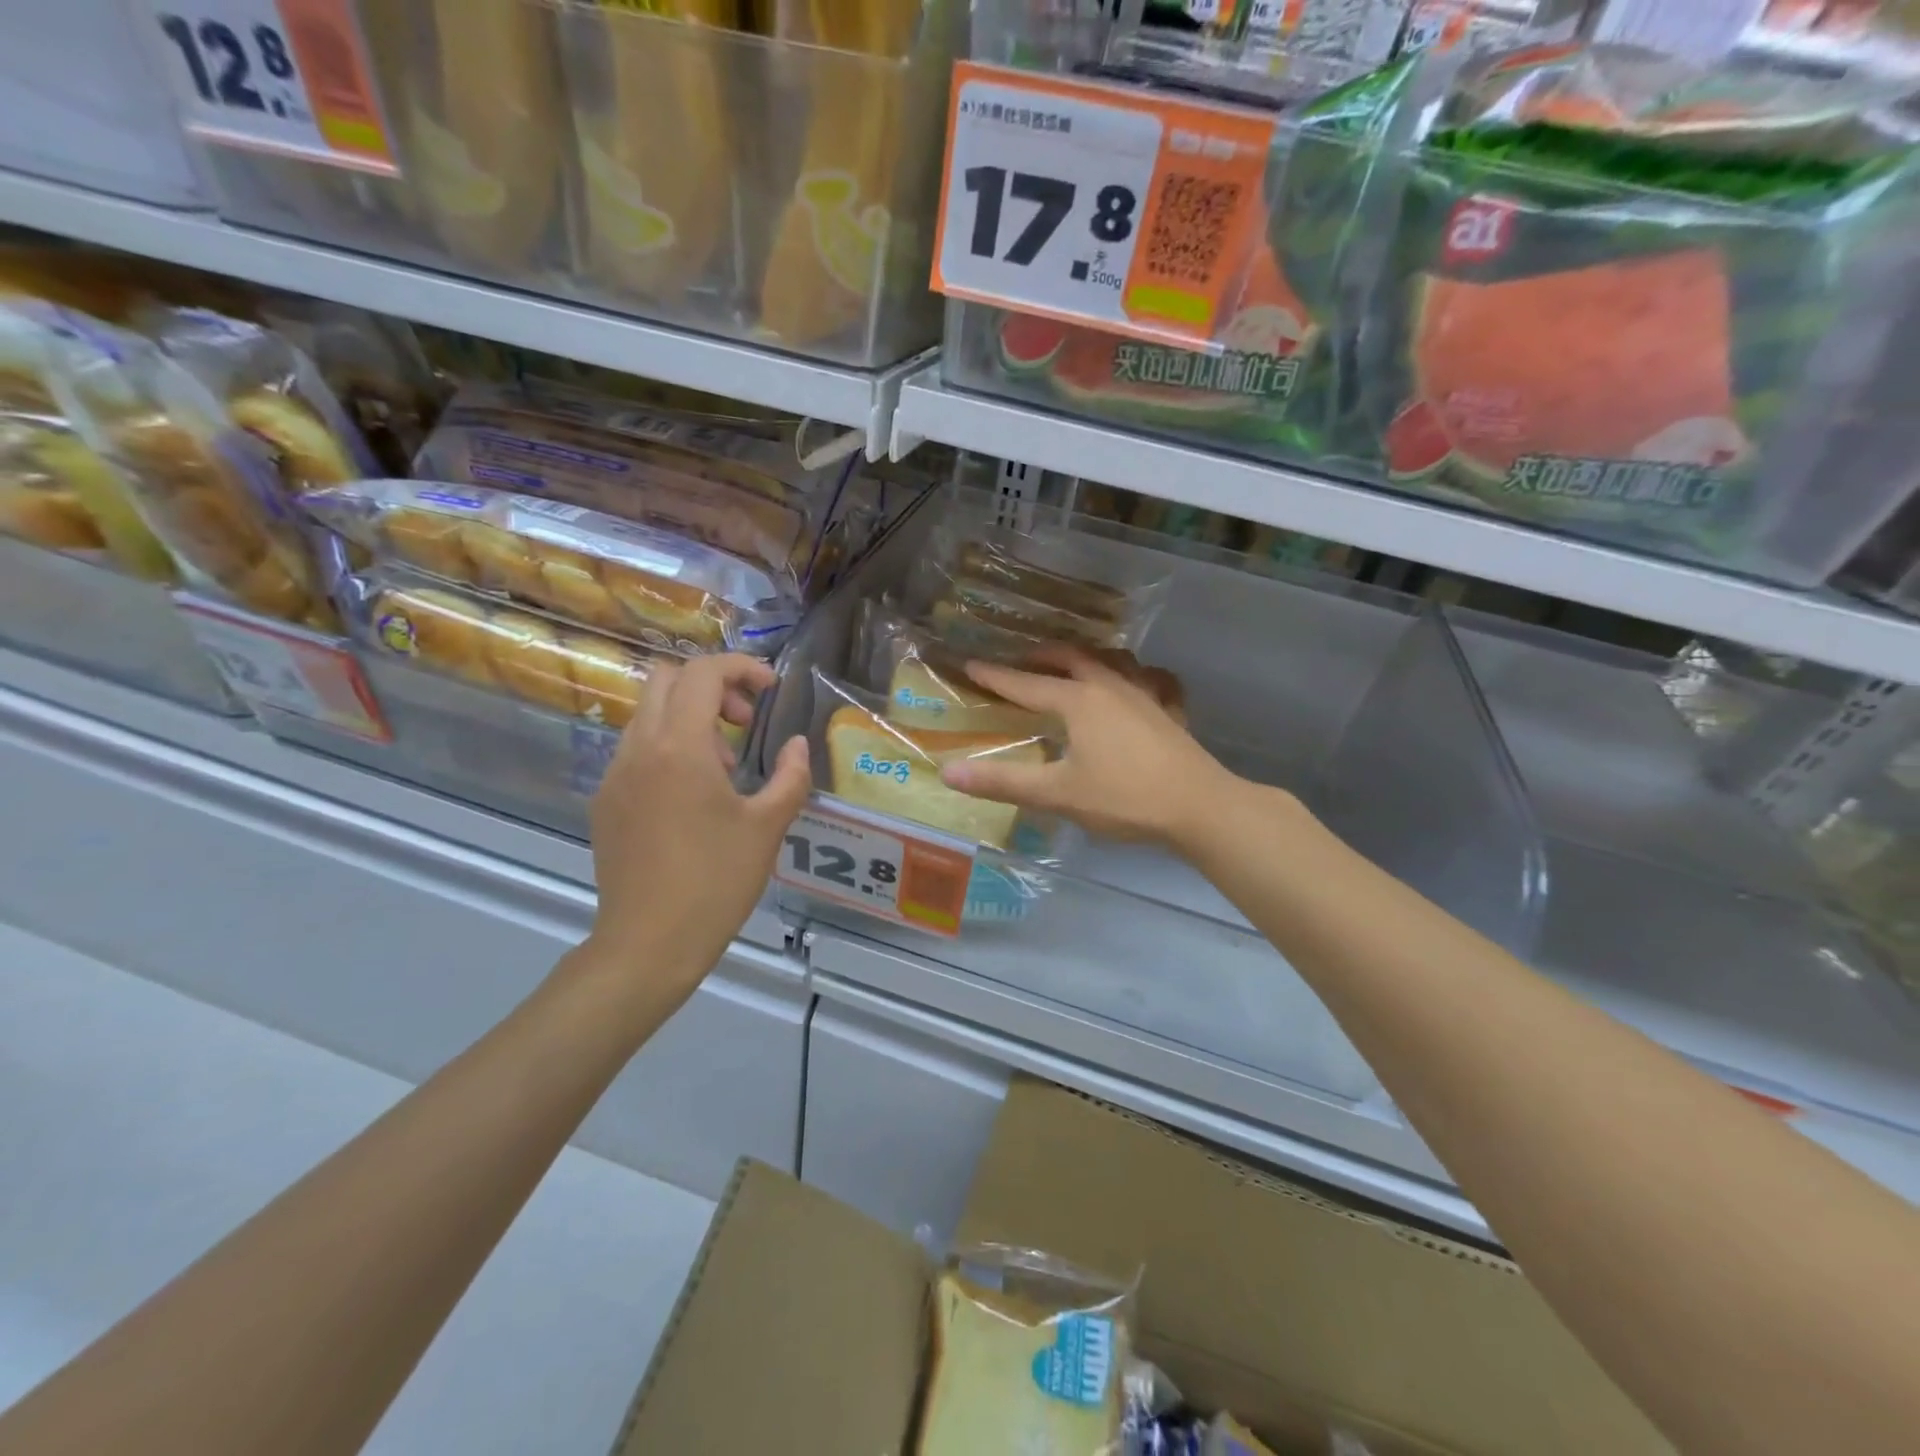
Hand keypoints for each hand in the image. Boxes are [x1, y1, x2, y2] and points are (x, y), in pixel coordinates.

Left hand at [583, 654, 810, 1010]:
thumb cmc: (716, 881)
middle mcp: (640, 748)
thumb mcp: (768, 827)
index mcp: (680, 746)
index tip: (770, 689)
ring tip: (724, 768)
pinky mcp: (605, 801)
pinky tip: (692, 798)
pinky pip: (636, 750)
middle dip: (712, 685)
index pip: (703, 673)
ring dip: (689, 718)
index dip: (741, 667)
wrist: (648, 943)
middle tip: (744, 722)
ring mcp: (615, 774)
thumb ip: (790, 776)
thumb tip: (796, 745)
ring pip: (647, 713)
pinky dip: (668, 748)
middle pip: (665, 679)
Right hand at [938, 644, 1237, 849]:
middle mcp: (1111, 686)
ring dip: (1088, 656)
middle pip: (1071, 658)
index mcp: (1079, 700)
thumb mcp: (1057, 794)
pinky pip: (1153, 680)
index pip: (1026, 684)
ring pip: (1114, 660)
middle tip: (1021, 660)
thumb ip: (1003, 782)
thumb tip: (948, 773)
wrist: (1199, 807)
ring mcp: (1146, 694)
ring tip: (1076, 664)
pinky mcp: (1170, 711)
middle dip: (1042, 655)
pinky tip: (1140, 685)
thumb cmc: (1124, 798)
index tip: (970, 664)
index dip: (996, 676)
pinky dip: (1139, 675)